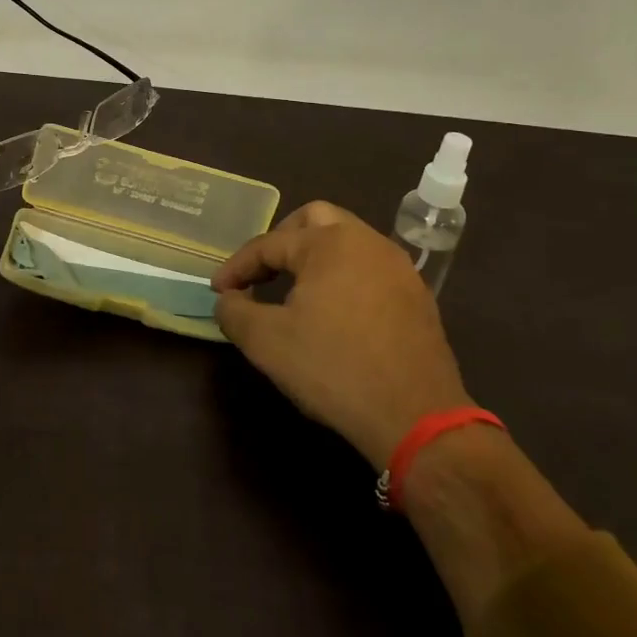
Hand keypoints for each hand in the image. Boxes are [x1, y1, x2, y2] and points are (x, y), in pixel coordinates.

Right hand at [212, 201, 471, 468]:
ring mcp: (398, 267)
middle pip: (315, 220)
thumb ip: (234, 311)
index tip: (218, 291)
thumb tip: (228, 299)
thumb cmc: (333, 368)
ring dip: (315, 257)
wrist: (416, 417)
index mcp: (329, 243)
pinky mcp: (417, 296)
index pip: (269, 244)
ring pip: (347, 241)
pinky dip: (344, 277)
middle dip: (281, 241)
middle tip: (261, 273)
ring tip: (294, 290)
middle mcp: (367, 242)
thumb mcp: (265, 342)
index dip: (237, 266)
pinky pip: (370, 268)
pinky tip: (334, 312)